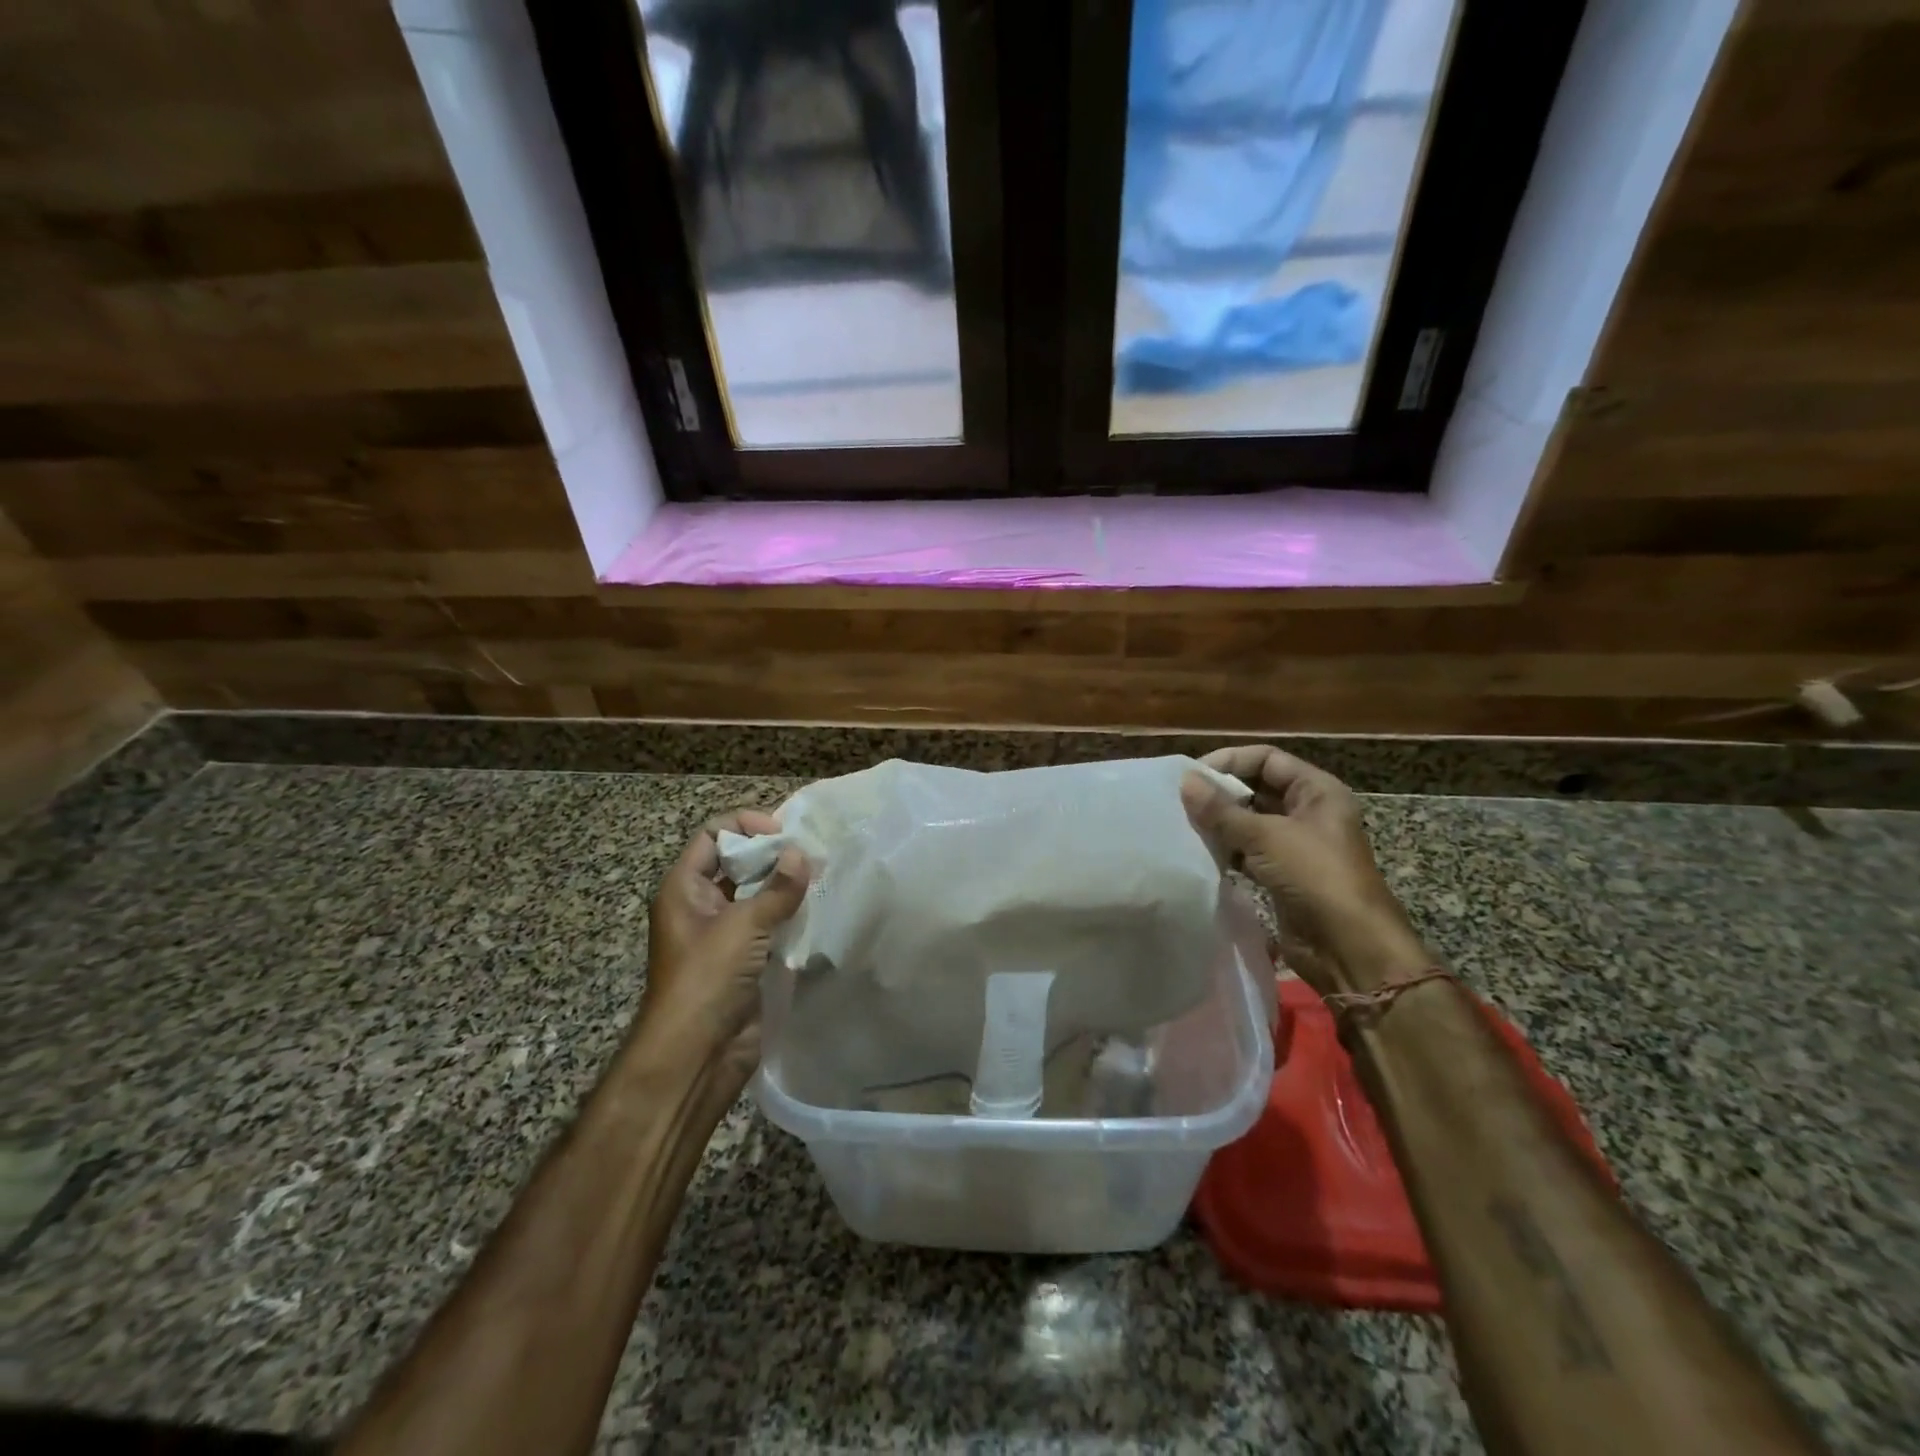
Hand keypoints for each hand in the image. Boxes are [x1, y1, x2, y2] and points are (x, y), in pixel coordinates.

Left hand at [639, 810, 808, 1090]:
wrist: (695, 1055)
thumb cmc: (706, 979)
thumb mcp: (742, 926)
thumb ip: (777, 889)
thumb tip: (801, 854)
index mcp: (684, 888)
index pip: (712, 836)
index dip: (745, 826)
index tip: (782, 832)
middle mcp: (700, 905)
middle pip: (736, 863)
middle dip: (772, 855)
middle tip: (811, 854)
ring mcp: (722, 934)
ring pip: (756, 894)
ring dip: (784, 885)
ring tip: (821, 877)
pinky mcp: (744, 959)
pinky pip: (768, 925)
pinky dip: (789, 914)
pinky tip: (816, 910)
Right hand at [1182, 746, 1428, 995]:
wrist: (1349, 947)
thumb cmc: (1316, 877)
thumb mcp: (1267, 837)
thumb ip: (1222, 811)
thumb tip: (1185, 782)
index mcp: (1317, 791)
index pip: (1267, 759)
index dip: (1230, 761)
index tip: (1192, 775)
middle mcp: (1308, 812)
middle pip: (1257, 789)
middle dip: (1221, 793)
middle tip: (1180, 800)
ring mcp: (1296, 845)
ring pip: (1250, 822)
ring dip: (1221, 823)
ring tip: (1184, 824)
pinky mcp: (1284, 875)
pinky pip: (1248, 852)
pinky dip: (1226, 850)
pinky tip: (1200, 852)